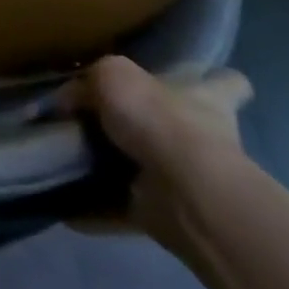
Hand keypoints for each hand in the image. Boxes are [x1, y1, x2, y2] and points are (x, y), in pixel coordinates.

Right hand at [61, 55, 254, 251]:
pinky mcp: (167, 213)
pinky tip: (61, 203)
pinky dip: (94, 209)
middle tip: (102, 122)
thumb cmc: (158, 118)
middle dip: (151, 127)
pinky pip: (122, 208)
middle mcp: (203, 138)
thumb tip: (68, 103)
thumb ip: (86, 84)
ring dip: (114, 168)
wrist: (184, 190)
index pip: (226, 83)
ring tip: (65, 158)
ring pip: (149, 169)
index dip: (214, 79)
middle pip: (184, 127)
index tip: (193, 80)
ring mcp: (188, 179)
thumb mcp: (110, 75)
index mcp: (203, 98)